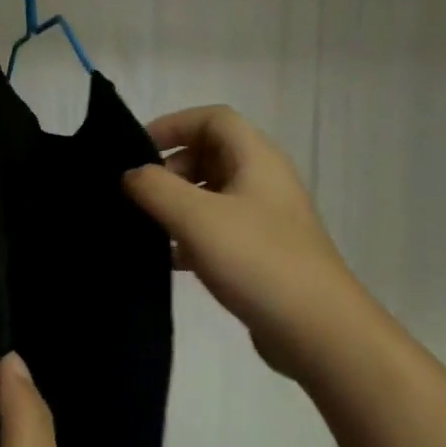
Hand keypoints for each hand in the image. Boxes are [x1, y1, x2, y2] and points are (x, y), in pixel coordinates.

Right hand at [124, 105, 352, 381]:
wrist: (315, 327)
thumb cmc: (256, 260)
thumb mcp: (197, 218)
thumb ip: (155, 188)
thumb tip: (130, 174)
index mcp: (256, 158)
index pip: (213, 118)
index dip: (172, 125)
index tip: (135, 151)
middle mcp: (264, 181)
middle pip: (211, 154)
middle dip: (171, 168)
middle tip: (139, 196)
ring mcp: (265, 219)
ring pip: (212, 195)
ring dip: (178, 204)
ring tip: (147, 228)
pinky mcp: (261, 253)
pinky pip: (219, 230)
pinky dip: (191, 236)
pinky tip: (170, 261)